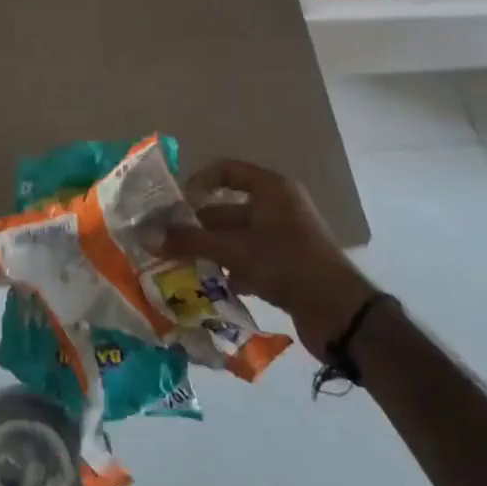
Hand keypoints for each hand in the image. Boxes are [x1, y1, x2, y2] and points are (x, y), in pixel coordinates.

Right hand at [149, 158, 376, 358]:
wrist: (341, 314)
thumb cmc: (287, 265)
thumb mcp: (234, 250)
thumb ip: (189, 242)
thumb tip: (145, 235)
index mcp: (271, 189)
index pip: (227, 171)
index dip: (199, 183)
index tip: (175, 205)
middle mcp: (278, 207)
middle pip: (227, 208)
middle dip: (197, 226)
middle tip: (166, 242)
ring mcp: (284, 238)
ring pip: (236, 237)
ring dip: (210, 251)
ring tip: (179, 266)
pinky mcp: (287, 266)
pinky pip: (248, 260)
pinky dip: (229, 270)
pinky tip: (208, 287)